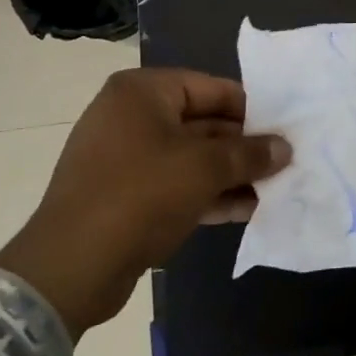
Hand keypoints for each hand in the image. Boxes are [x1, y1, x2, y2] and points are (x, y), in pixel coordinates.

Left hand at [0, 68, 289, 336]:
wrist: (71, 267)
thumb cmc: (141, 195)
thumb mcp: (205, 169)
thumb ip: (250, 154)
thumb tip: (284, 148)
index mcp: (143, 92)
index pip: (212, 88)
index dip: (252, 110)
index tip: (284, 131)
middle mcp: (130, 116)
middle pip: (203, 124)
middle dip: (243, 148)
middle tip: (284, 163)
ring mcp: (124, 157)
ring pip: (191, 158)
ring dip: (230, 174)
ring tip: (273, 190)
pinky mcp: (123, 195)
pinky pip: (174, 184)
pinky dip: (207, 194)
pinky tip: (245, 210)